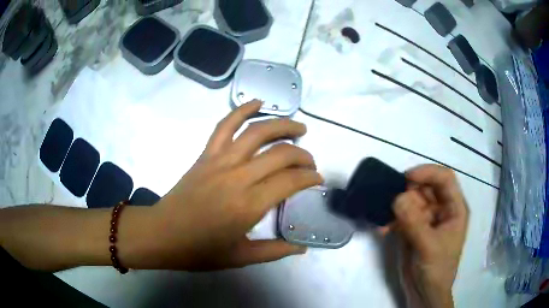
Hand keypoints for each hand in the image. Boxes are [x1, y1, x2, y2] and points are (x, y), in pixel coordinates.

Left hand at [135, 101, 322, 270]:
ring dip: (282, 125)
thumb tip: (301, 248)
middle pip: (280, 153)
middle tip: (310, 162)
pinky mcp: (206, 155)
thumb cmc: (199, 250)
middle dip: (302, 155)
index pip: (290, 181)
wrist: (162, 234)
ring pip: (257, 132)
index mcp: (249, 205)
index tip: (317, 179)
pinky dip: (242, 109)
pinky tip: (257, 102)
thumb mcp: (240, 257)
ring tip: (298, 127)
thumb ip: (274, 251)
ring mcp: (220, 161)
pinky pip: (225, 125)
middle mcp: (238, 177)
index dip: (309, 177)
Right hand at [392, 165, 468, 307]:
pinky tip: (382, 230)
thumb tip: (397, 197)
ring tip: (385, 221)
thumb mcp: (428, 246)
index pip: (444, 179)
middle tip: (390, 201)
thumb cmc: (436, 269)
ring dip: (395, 207)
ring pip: (410, 201)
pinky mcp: (412, 228)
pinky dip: (390, 220)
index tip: (405, 178)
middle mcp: (441, 209)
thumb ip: (414, 222)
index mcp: (454, 208)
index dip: (427, 173)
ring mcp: (426, 219)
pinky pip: (400, 215)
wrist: (424, 293)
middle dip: (407, 192)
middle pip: (424, 187)